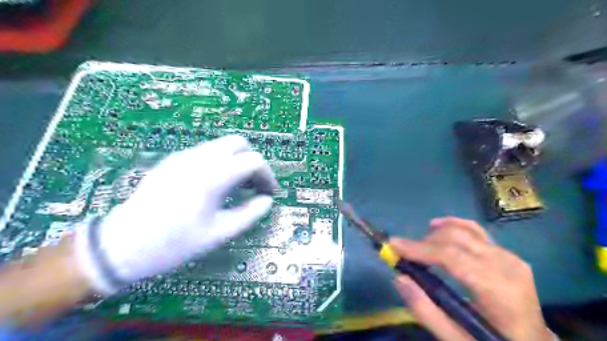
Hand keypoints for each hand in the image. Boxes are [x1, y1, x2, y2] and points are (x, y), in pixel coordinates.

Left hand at [73, 135, 278, 293]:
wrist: (122, 246)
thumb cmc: (174, 243)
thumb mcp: (218, 234)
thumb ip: (249, 214)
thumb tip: (266, 201)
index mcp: (213, 176)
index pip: (253, 161)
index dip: (267, 175)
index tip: (269, 193)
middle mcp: (199, 159)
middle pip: (239, 143)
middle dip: (252, 161)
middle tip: (254, 184)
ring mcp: (183, 156)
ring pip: (221, 145)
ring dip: (236, 159)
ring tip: (236, 185)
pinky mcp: (172, 160)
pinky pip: (205, 152)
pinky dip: (219, 161)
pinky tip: (214, 184)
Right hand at [388, 218, 553, 340]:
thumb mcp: (456, 339)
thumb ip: (426, 310)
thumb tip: (399, 278)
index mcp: (498, 291)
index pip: (452, 257)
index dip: (419, 249)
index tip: (392, 245)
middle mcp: (506, 265)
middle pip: (456, 239)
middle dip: (423, 243)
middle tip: (402, 254)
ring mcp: (509, 256)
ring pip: (463, 230)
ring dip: (434, 236)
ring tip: (419, 250)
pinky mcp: (506, 252)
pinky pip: (474, 230)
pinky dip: (452, 225)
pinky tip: (436, 226)